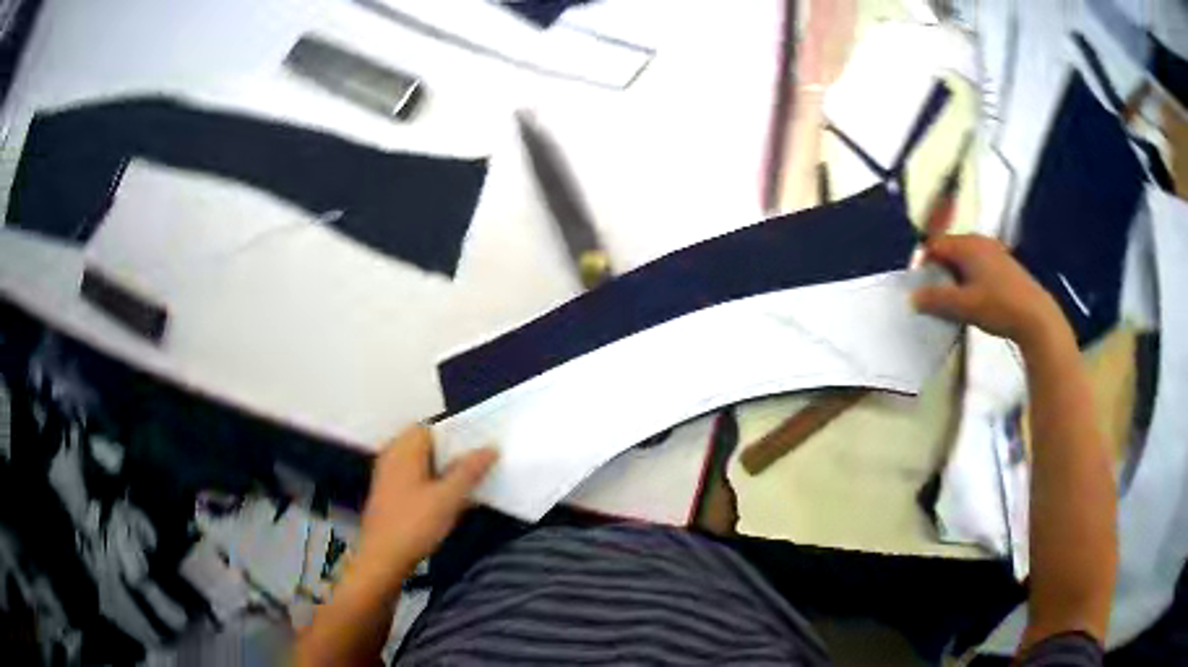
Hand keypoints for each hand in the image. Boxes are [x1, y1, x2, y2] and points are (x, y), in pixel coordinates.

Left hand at [354, 426, 496, 586]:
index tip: (483, 443)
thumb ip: (469, 471)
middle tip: (484, 463)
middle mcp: (393, 455)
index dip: (458, 433)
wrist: (382, 559)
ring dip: (446, 470)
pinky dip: (435, 483)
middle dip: (455, 453)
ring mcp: (390, 475)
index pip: (433, 427)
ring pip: (424, 464)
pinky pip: (417, 479)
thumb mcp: (448, 498)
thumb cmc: (414, 523)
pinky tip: (452, 500)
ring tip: (473, 482)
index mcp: (404, 448)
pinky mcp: (391, 494)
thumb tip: (491, 447)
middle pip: (429, 445)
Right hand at [912, 235, 1067, 349]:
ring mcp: (995, 251)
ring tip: (956, 301)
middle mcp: (980, 240)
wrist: (1036, 317)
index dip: (924, 264)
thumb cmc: (998, 306)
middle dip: (940, 271)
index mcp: (967, 244)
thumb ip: (936, 299)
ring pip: (965, 259)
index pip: (935, 245)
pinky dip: (971, 279)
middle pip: (950, 250)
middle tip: (936, 297)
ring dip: (956, 277)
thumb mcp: (963, 306)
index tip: (921, 288)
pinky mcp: (1005, 265)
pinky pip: (979, 265)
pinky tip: (976, 299)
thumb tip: (911, 297)